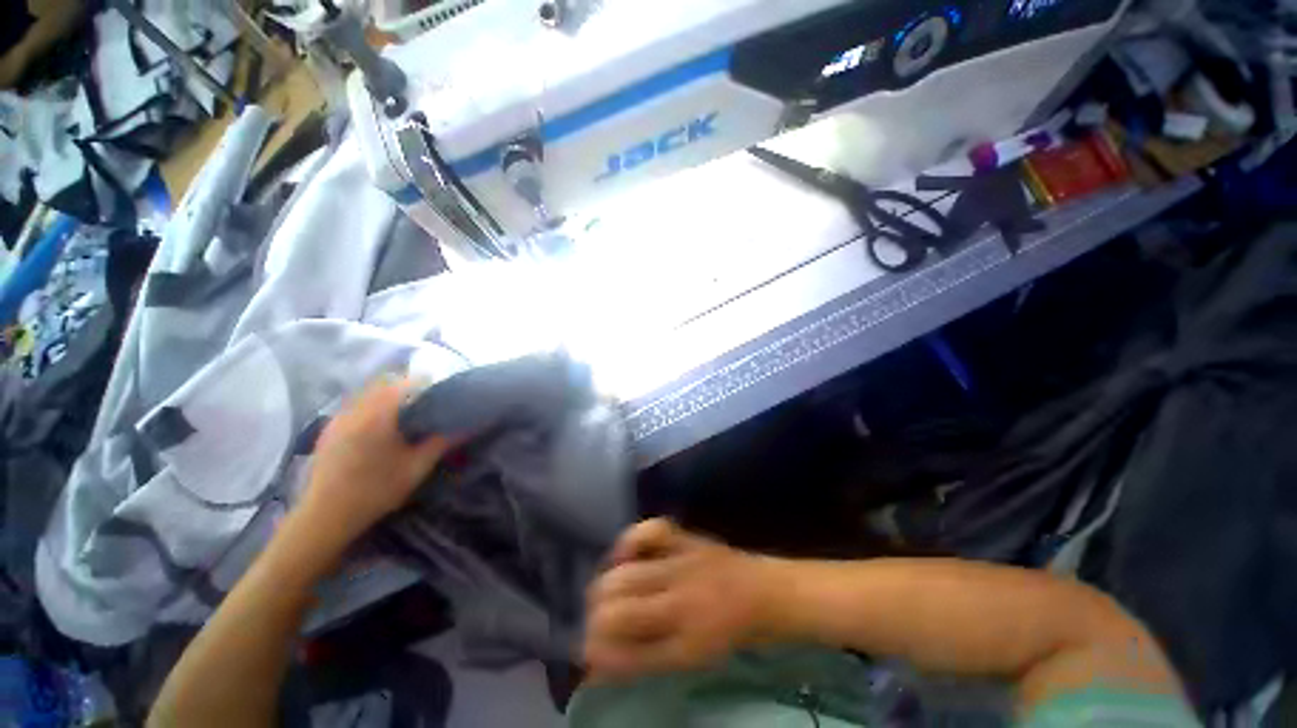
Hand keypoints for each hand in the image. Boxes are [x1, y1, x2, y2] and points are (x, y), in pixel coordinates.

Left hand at [298, 379, 453, 547]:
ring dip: (388, 395)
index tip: (442, 392)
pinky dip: (372, 406)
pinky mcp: (329, 429)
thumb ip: (442, 442)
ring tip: (405, 412)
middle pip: (385, 383)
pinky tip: (380, 426)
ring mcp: (338, 418)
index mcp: (378, 415)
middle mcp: (355, 409)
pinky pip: (355, 405)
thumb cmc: (376, 490)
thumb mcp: (417, 467)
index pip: (406, 383)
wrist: (326, 516)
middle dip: (408, 387)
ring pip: (368, 393)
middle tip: (426, 401)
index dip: (427, 383)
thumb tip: (468, 426)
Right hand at [582, 519, 775, 679]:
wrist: (763, 593)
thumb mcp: (688, 658)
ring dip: (603, 584)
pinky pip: (652, 530)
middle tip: (594, 621)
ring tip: (602, 592)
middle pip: (616, 606)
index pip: (624, 649)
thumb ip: (642, 660)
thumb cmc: (727, 633)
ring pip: (626, 573)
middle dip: (593, 616)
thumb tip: (599, 664)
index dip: (595, 649)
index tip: (588, 651)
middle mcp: (679, 601)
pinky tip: (623, 553)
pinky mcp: (687, 537)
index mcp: (684, 640)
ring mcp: (682, 563)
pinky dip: (630, 540)